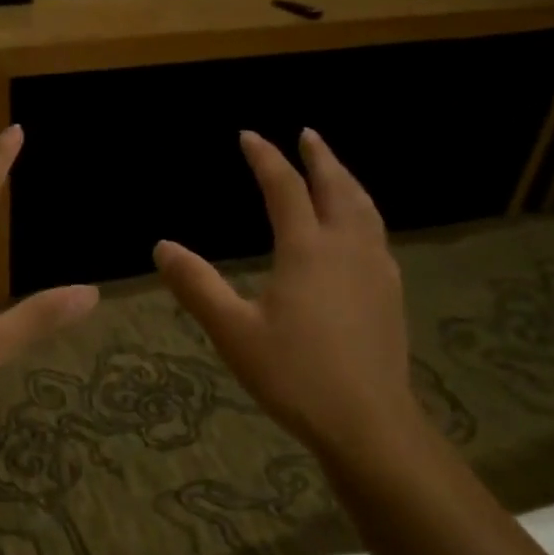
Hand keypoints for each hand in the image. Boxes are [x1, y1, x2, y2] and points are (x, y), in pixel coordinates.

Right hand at [154, 129, 425, 461]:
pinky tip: (360, 229)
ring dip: (347, 180)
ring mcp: (376, 268)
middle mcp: (347, 247)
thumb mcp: (233, 332)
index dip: (265, 158)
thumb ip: (197, 285)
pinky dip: (363, 213)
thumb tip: (162, 246)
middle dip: (320, 157)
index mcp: (307, 249)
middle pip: (336, 187)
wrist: (367, 420)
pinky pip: (377, 234)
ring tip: (335, 169)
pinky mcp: (390, 292)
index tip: (248, 136)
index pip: (284, 188)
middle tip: (307, 134)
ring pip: (365, 208)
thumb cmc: (293, 375)